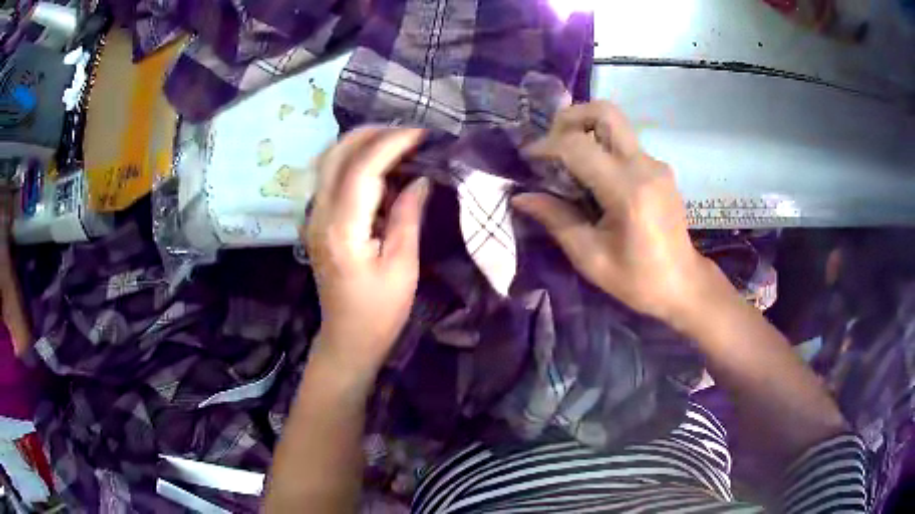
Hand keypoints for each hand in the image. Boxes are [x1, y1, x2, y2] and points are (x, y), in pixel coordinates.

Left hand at [302, 127, 428, 380]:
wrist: (347, 339)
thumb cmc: (380, 311)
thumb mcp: (402, 266)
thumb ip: (407, 216)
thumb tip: (420, 179)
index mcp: (343, 228)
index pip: (363, 167)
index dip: (393, 144)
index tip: (422, 134)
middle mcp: (320, 214)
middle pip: (336, 153)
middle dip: (373, 134)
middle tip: (408, 132)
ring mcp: (313, 216)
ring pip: (328, 160)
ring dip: (360, 142)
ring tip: (395, 141)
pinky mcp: (317, 220)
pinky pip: (330, 176)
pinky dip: (353, 159)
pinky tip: (378, 163)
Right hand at [512, 101, 727, 325]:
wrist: (683, 284)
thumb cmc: (637, 280)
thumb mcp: (591, 257)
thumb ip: (556, 220)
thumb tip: (521, 197)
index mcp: (628, 190)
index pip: (578, 146)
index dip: (547, 146)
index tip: (529, 158)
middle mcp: (645, 166)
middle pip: (605, 112)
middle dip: (570, 118)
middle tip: (552, 143)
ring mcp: (656, 164)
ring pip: (615, 124)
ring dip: (585, 130)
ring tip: (567, 161)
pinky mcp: (660, 169)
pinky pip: (624, 143)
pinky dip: (601, 146)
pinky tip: (593, 177)